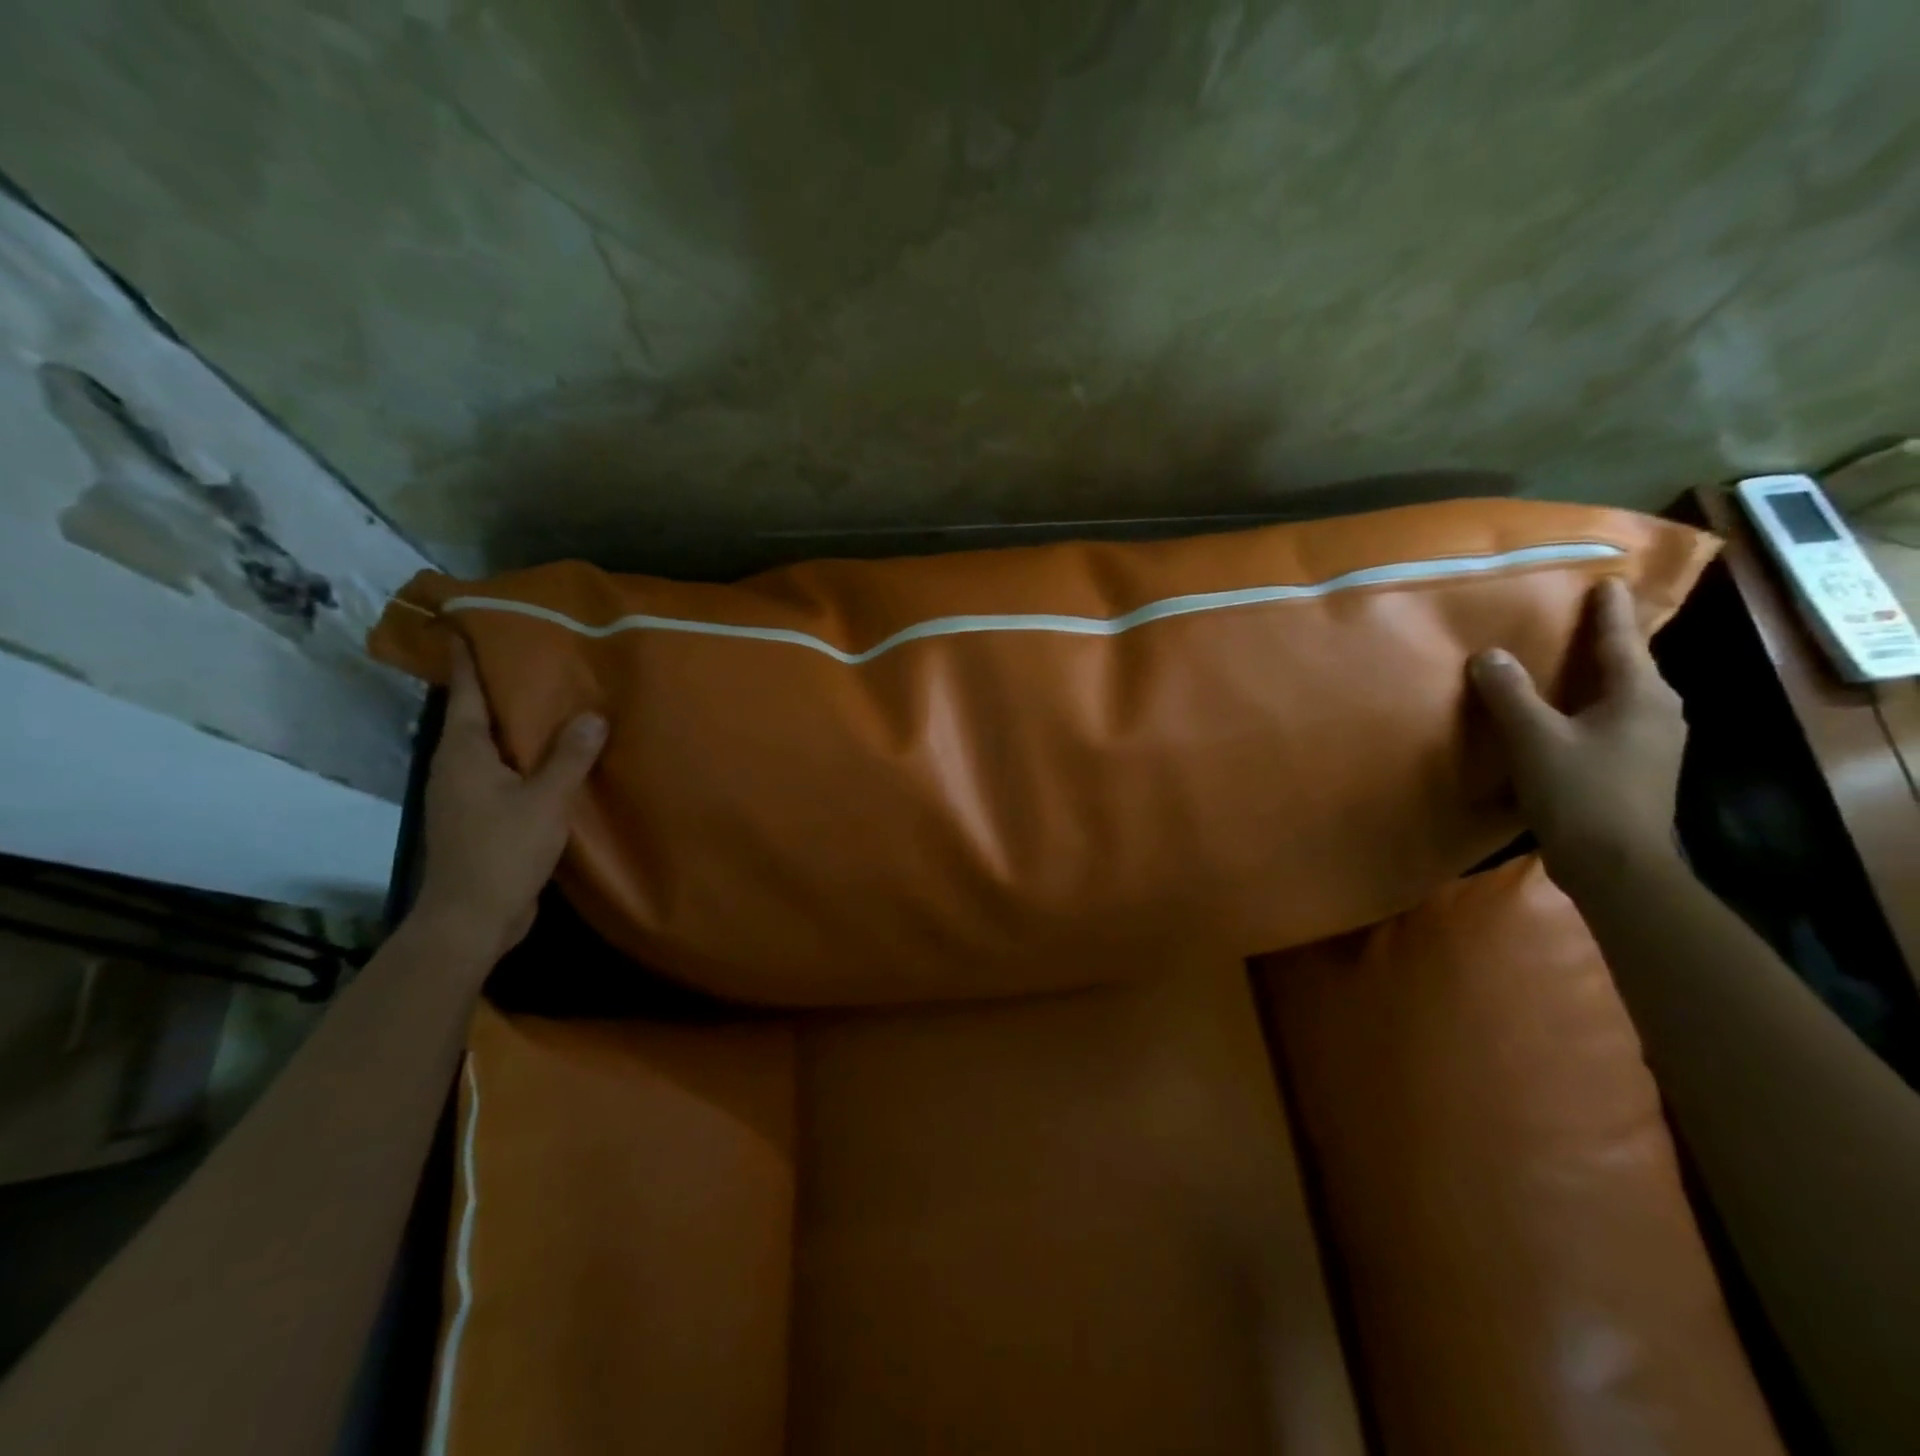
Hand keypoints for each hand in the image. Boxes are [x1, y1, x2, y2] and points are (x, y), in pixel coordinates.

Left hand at [410, 639, 607, 962]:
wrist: (472, 917)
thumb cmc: (503, 849)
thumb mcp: (546, 800)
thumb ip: (570, 757)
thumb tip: (594, 715)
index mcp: (463, 753)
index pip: (464, 695)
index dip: (466, 660)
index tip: (465, 626)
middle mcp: (456, 767)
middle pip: (474, 716)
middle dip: (496, 688)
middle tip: (528, 658)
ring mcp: (464, 794)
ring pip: (489, 746)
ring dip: (512, 725)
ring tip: (548, 702)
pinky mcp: (478, 816)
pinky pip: (501, 772)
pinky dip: (522, 757)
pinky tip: (550, 757)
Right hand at [1469, 577, 1686, 889]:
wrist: (1616, 864)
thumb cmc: (1580, 792)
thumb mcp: (1534, 738)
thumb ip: (1509, 694)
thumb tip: (1488, 655)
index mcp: (1641, 695)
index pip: (1622, 640)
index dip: (1609, 612)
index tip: (1607, 582)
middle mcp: (1659, 711)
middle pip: (1629, 666)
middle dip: (1606, 643)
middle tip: (1580, 622)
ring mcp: (1655, 743)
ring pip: (1622, 696)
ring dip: (1597, 678)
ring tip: (1570, 666)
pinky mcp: (1640, 768)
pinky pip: (1614, 721)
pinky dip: (1592, 708)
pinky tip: (1569, 715)